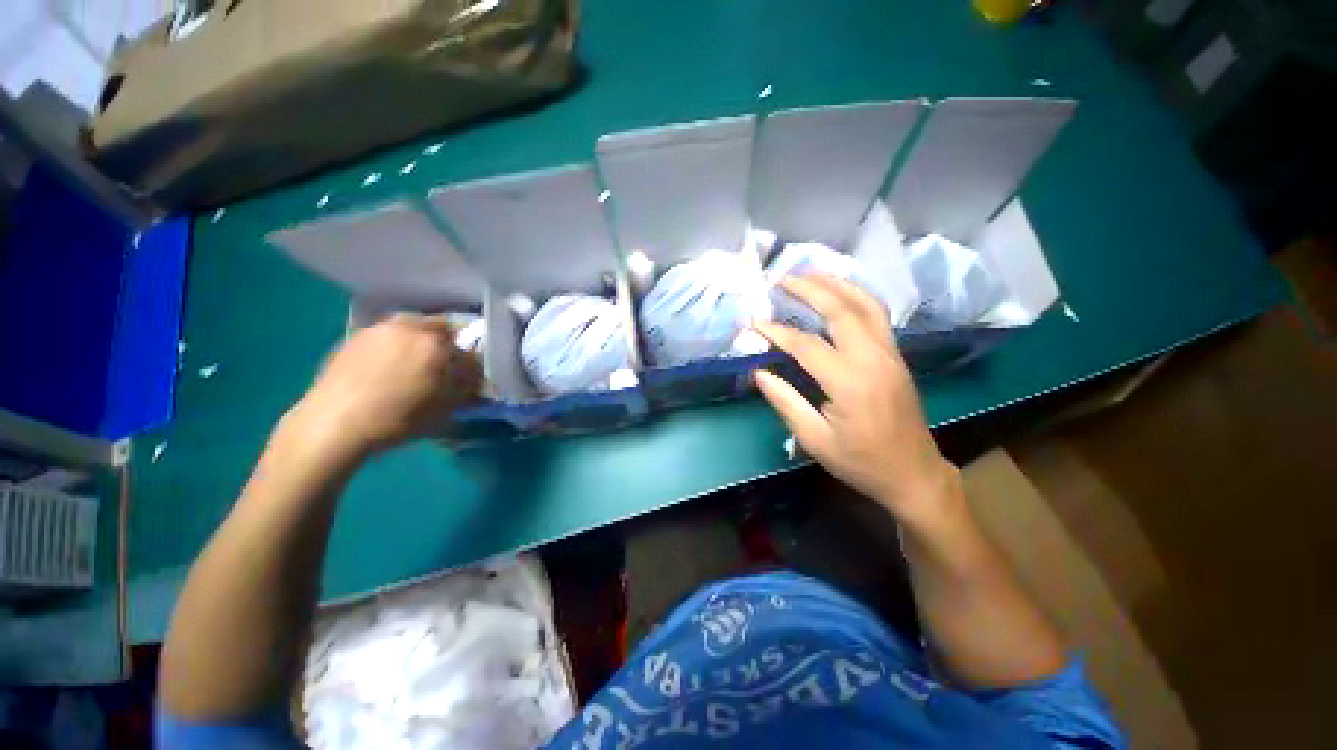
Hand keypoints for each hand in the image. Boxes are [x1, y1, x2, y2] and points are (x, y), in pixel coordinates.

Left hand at [284, 314, 482, 460]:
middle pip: (443, 333)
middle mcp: (414, 326)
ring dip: (420, 346)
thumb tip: (475, 389)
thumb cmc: (390, 425)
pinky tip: (384, 372)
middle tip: (440, 378)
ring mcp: (386, 325)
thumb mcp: (435, 419)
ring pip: (415, 330)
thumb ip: (460, 398)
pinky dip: (395, 349)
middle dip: (447, 352)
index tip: (469, 389)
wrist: (335, 420)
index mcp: (436, 347)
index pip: (470, 355)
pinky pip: (390, 335)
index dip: (472, 374)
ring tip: (410, 374)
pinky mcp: (363, 331)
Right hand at [753, 275, 958, 526]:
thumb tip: (760, 373)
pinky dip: (857, 296)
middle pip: (839, 308)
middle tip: (781, 279)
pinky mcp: (898, 355)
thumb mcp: (818, 443)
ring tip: (811, 274)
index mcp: (849, 383)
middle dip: (809, 288)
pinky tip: (841, 294)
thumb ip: (787, 404)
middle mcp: (872, 358)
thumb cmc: (863, 464)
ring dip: (837, 283)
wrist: (913, 472)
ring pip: (864, 303)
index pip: (806, 345)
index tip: (754, 324)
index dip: (777, 332)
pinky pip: (878, 314)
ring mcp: (889, 353)